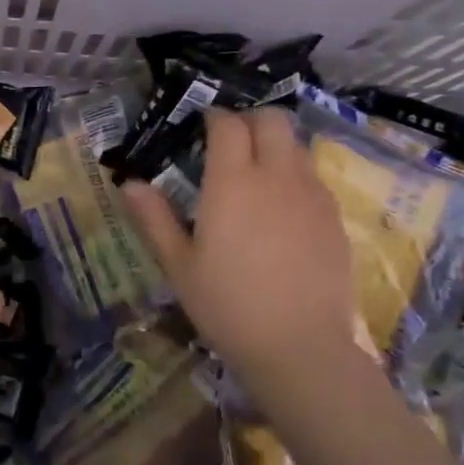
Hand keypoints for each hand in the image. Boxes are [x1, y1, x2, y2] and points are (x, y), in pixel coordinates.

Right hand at [123, 107, 363, 386]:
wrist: (299, 346)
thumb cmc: (227, 306)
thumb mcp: (179, 265)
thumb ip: (154, 218)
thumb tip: (129, 184)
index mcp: (233, 182)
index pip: (228, 125)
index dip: (214, 117)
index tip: (203, 125)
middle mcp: (276, 176)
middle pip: (273, 120)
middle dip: (251, 119)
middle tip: (231, 141)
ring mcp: (312, 195)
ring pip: (297, 146)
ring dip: (275, 145)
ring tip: (256, 174)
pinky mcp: (334, 218)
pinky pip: (314, 178)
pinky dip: (295, 176)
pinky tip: (282, 210)